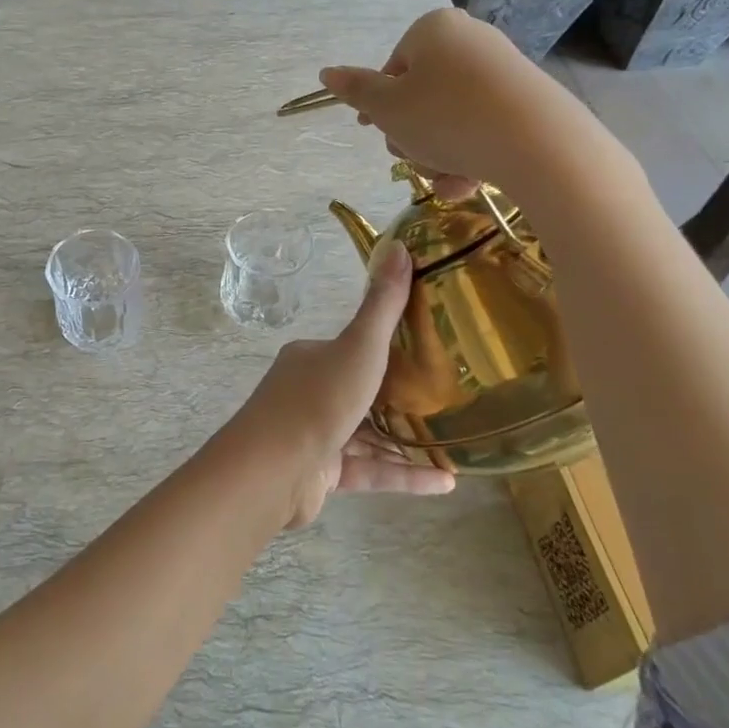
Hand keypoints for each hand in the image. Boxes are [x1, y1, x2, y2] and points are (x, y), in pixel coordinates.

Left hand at [211, 242, 455, 530]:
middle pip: (362, 391)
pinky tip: (446, 483)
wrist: (273, 469)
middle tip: (448, 401)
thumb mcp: (358, 347)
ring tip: (455, 446)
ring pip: (368, 435)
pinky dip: (404, 475)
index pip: (352, 348)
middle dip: (401, 399)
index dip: (387, 350)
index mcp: (311, 358)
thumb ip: (383, 305)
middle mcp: (309, 391)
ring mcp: (314, 434)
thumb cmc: (319, 399)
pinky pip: (370, 470)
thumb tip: (399, 245)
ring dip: (408, 442)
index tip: (428, 354)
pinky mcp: (322, 473)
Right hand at [316, 8, 628, 212]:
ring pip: (450, 119)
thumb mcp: (387, 108)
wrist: (538, 143)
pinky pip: (483, 128)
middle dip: (412, 137)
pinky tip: (469, 183)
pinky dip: (470, 156)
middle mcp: (469, 40)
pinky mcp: (527, 100)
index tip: (378, 132)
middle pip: (420, 96)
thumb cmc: (446, 117)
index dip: (380, 107)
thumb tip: (326, 72)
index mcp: (432, 30)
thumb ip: (355, 90)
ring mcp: (502, 70)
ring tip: (446, 180)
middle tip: (415, 158)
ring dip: (437, 156)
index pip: (392, 69)